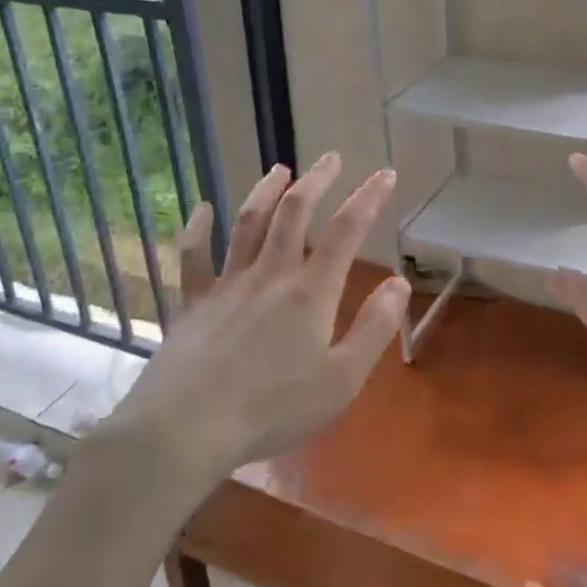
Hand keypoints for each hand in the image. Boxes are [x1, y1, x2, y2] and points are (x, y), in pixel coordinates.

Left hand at [98, 153, 409, 480]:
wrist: (186, 428)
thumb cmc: (273, 409)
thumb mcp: (341, 380)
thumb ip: (374, 329)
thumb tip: (400, 283)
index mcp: (310, 292)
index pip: (347, 231)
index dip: (369, 198)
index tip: (385, 173)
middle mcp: (270, 274)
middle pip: (294, 213)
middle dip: (317, 180)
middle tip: (331, 157)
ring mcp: (227, 284)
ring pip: (248, 223)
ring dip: (266, 191)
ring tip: (280, 169)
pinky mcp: (192, 302)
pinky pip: (193, 256)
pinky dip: (197, 228)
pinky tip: (201, 209)